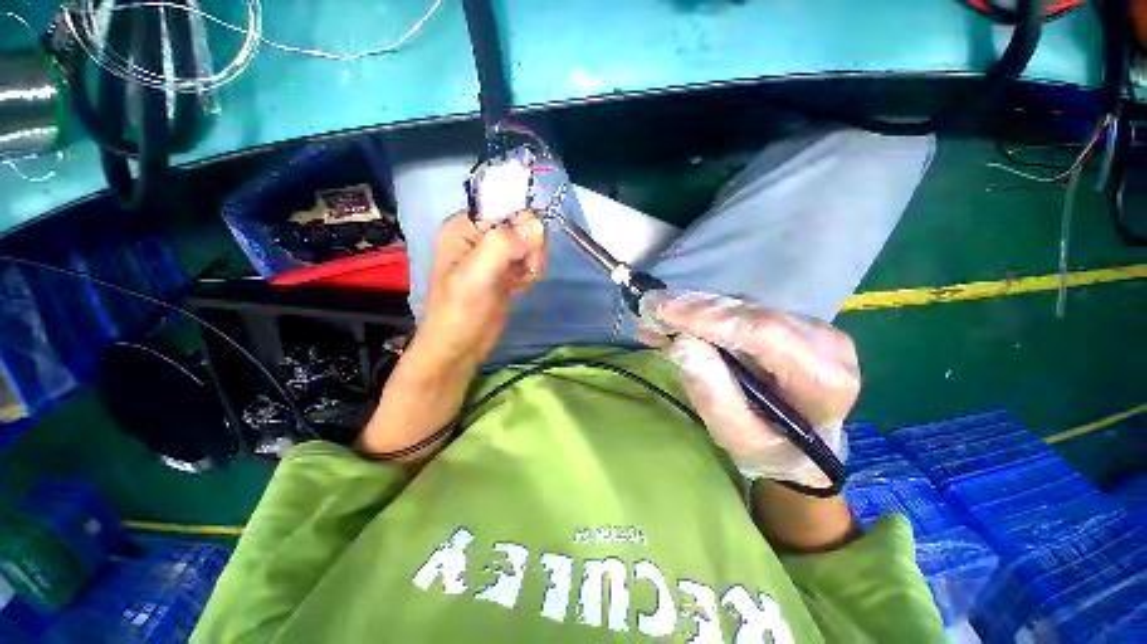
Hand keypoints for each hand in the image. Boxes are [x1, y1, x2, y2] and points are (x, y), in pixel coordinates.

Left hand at [420, 210, 545, 365]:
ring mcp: (496, 253)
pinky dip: (531, 273)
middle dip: (530, 248)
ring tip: (518, 282)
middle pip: (525, 223)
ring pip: (532, 243)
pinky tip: (519, 286)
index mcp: (466, 226)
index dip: (523, 225)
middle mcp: (482, 234)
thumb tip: (536, 224)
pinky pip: (531, 259)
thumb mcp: (475, 277)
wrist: (459, 346)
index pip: (507, 205)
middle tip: (521, 271)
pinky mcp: (507, 269)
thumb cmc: (459, 312)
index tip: (524, 252)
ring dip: (532, 263)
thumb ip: (502, 246)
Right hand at [641, 292, 858, 487]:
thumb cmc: (768, 448)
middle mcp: (825, 342)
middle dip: (695, 309)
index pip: (763, 333)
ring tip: (657, 315)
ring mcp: (812, 326)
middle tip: (650, 307)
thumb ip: (712, 392)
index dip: (709, 318)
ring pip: (744, 305)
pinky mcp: (794, 320)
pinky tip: (678, 316)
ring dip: (696, 308)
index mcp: (823, 378)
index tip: (662, 311)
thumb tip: (680, 343)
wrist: (800, 447)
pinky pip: (743, 308)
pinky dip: (706, 311)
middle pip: (752, 312)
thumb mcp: (735, 435)